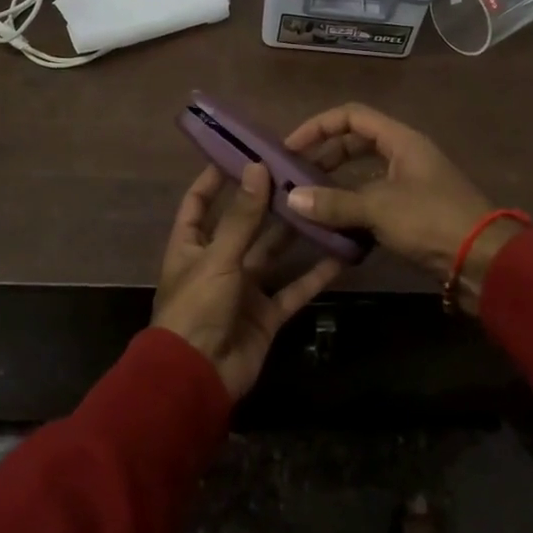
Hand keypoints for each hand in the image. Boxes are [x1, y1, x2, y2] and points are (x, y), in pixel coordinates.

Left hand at [152, 162, 342, 400]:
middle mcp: (218, 262)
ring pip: (275, 254)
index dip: (215, 178)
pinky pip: (295, 289)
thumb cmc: (196, 309)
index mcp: (191, 246)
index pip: (199, 202)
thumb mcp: (217, 258)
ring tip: (324, 203)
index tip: (243, 153)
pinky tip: (341, 254)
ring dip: (297, 233)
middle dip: (269, 202)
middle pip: (245, 224)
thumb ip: (241, 217)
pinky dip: (316, 274)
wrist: (198, 379)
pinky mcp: (267, 314)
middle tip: (300, 173)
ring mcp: (245, 289)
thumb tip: (257, 167)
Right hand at [281, 104, 499, 276]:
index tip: (291, 147)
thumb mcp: (379, 208)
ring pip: (364, 174)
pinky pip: (373, 199)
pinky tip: (333, 225)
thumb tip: (292, 198)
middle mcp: (405, 154)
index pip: (351, 116)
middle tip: (295, 175)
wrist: (483, 260)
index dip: (318, 126)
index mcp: (400, 140)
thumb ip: (334, 203)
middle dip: (324, 156)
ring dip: (336, 184)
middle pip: (356, 142)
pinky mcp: (412, 211)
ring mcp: (410, 183)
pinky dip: (352, 207)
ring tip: (308, 201)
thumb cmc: (431, 220)